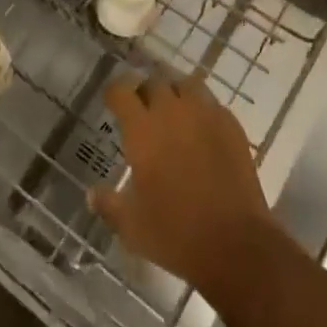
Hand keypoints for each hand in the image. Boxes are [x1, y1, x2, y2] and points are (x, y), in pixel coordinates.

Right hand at [90, 72, 275, 295]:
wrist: (234, 243)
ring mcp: (205, 114)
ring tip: (173, 114)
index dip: (114, 93)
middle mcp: (172, 111)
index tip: (112, 102)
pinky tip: (201, 131)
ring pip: (185, 85)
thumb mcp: (132, 227)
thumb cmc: (175, 234)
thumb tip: (91, 194)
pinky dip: (201, 110)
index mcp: (143, 130)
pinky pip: (211, 103)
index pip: (122, 91)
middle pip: (154, 82)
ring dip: (175, 95)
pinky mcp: (230, 124)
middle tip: (143, 113)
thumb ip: (109, 205)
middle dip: (145, 93)